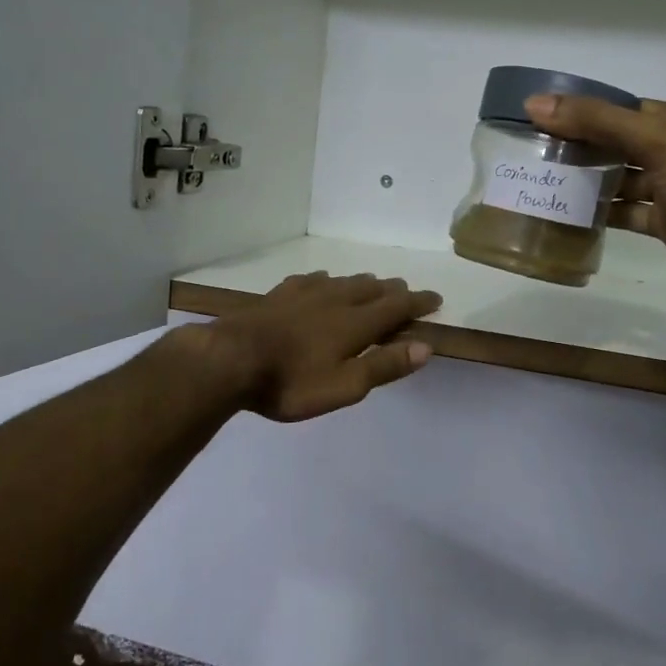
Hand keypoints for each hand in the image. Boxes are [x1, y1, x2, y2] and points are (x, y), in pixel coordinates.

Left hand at [201, 271, 441, 421]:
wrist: (230, 360)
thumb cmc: (290, 382)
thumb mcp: (343, 386)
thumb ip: (384, 365)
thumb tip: (425, 347)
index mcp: (355, 323)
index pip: (396, 307)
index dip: (418, 302)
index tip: (435, 298)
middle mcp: (334, 301)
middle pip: (371, 289)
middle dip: (392, 290)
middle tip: (405, 291)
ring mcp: (304, 294)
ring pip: (343, 281)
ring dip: (363, 283)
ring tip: (373, 284)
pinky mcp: (279, 295)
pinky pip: (312, 279)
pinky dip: (328, 280)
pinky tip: (323, 280)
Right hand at [525, 94, 665, 308]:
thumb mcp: (654, 142)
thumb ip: (597, 121)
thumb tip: (536, 104)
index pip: (618, 107)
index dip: (579, 111)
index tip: (537, 119)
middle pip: (615, 142)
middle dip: (578, 146)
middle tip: (533, 152)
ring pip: (619, 178)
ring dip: (586, 180)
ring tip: (544, 182)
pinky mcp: (665, 221)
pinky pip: (625, 211)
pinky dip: (601, 212)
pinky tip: (569, 215)